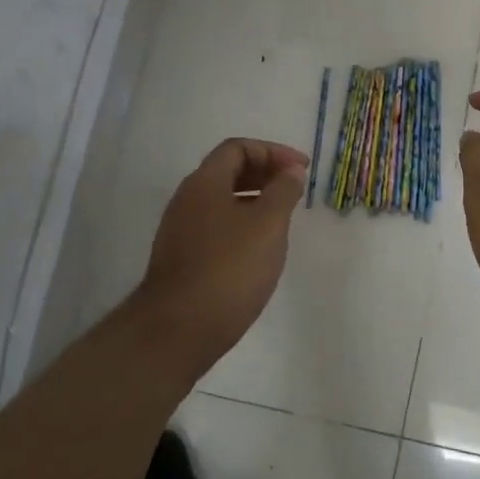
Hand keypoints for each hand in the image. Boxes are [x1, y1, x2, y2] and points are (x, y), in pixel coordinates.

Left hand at [135, 138, 308, 376]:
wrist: (177, 330)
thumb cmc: (229, 269)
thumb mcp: (268, 225)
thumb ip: (283, 191)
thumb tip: (291, 171)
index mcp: (204, 183)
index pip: (237, 148)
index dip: (272, 151)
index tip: (301, 169)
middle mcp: (187, 200)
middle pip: (227, 171)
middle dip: (264, 173)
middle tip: (295, 189)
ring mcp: (180, 231)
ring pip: (222, 201)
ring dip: (255, 200)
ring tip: (283, 218)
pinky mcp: (182, 259)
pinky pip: (216, 226)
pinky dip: (242, 224)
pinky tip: (260, 248)